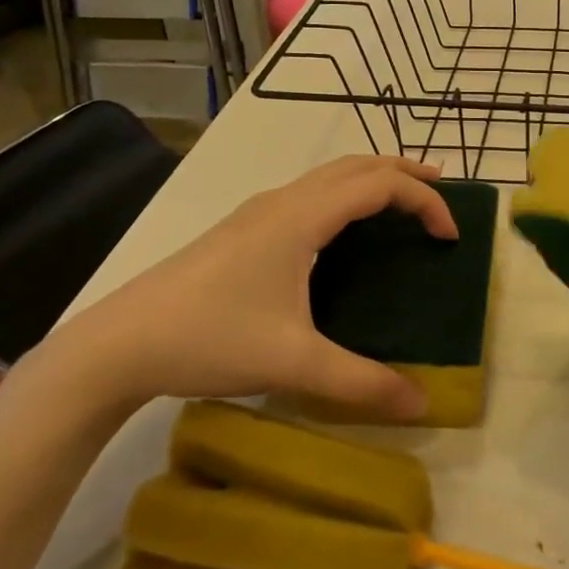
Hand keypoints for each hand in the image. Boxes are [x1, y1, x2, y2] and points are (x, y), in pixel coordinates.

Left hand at [42, 156, 453, 417]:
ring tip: (402, 200)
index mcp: (302, 217)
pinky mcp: (243, 228)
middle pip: (358, 165)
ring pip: (330, 175)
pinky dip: (345, 193)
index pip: (380, 186)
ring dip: (372, 178)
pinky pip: (310, 192)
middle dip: (405, 172)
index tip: (450, 237)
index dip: (424, 202)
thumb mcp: (292, 363)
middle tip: (443, 189)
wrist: (118, 344)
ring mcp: (258, 211)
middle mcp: (284, 200)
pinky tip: (342, 230)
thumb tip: (421, 404)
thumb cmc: (210, 339)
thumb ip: (360, 382)